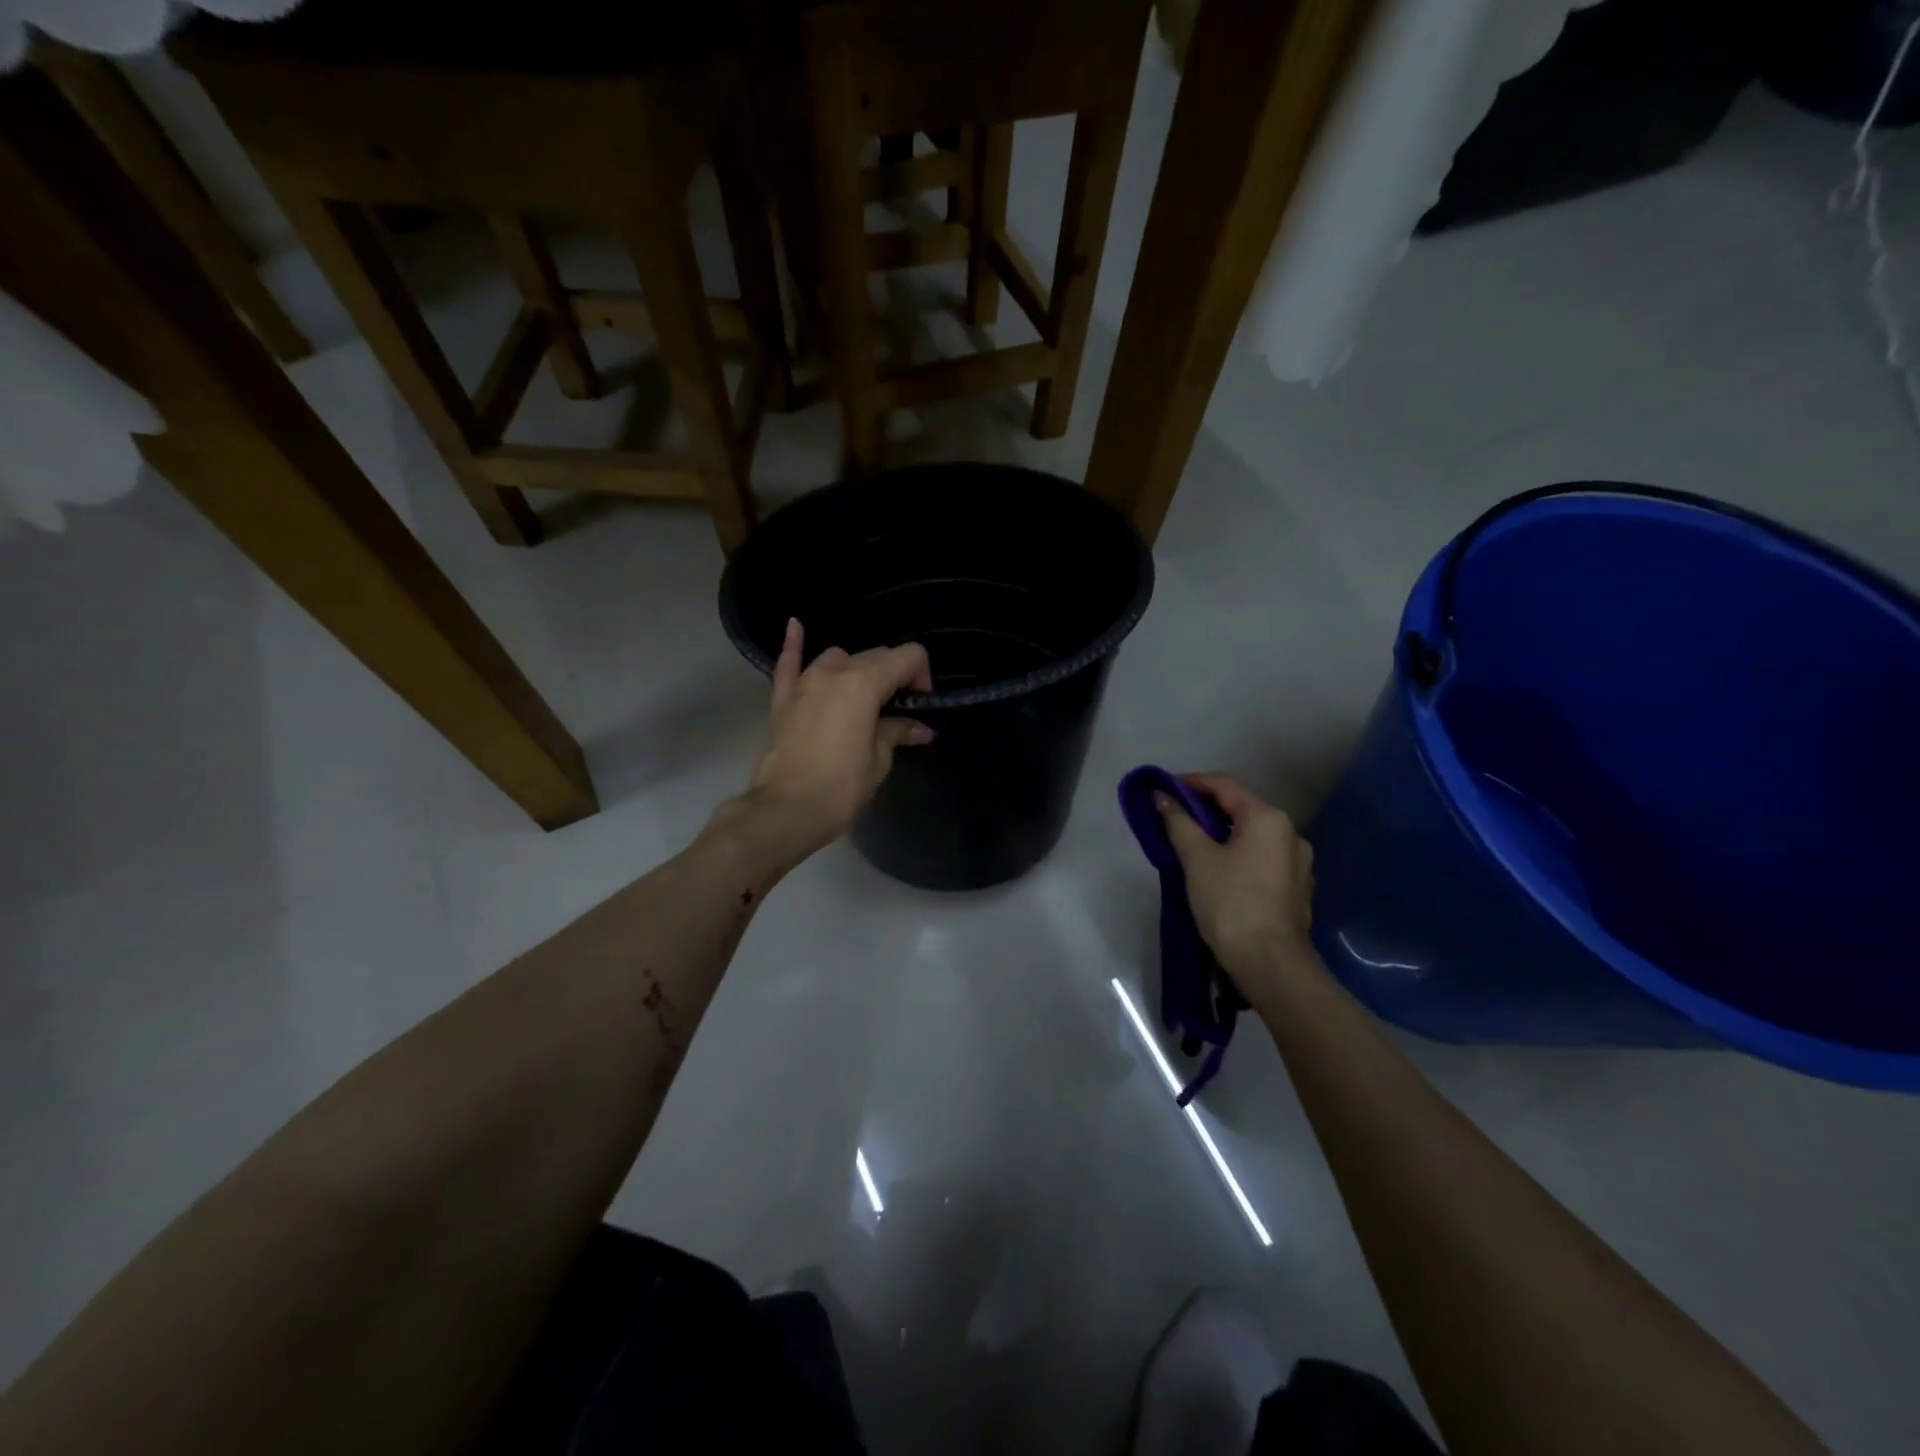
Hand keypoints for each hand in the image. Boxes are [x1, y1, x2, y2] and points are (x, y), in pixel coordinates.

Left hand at [730, 618, 932, 864]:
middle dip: (893, 676)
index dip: (921, 675)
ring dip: (856, 669)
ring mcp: (804, 682)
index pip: (907, 656)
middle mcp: (835, 671)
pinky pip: (789, 663)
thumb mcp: (879, 759)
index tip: (920, 703)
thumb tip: (919, 727)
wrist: (786, 810)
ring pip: (838, 658)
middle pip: (875, 656)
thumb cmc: (841, 787)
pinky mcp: (782, 698)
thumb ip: (897, 732)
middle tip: (899, 710)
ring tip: (862, 698)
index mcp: (865, 683)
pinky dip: (794, 645)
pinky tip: (795, 626)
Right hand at [1157, 774, 1317, 1004]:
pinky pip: (1261, 859)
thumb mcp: (1197, 859)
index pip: (1225, 785)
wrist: (1270, 964)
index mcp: (1268, 819)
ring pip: (1252, 836)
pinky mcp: (1295, 889)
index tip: (1163, 789)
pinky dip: (1237, 856)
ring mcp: (1297, 863)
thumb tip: (1161, 796)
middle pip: (1241, 809)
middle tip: (1172, 818)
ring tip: (1191, 846)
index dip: (1191, 782)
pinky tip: (1217, 872)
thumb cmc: (1230, 903)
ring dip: (1221, 834)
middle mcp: (1290, 834)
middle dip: (1205, 810)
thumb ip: (1178, 822)